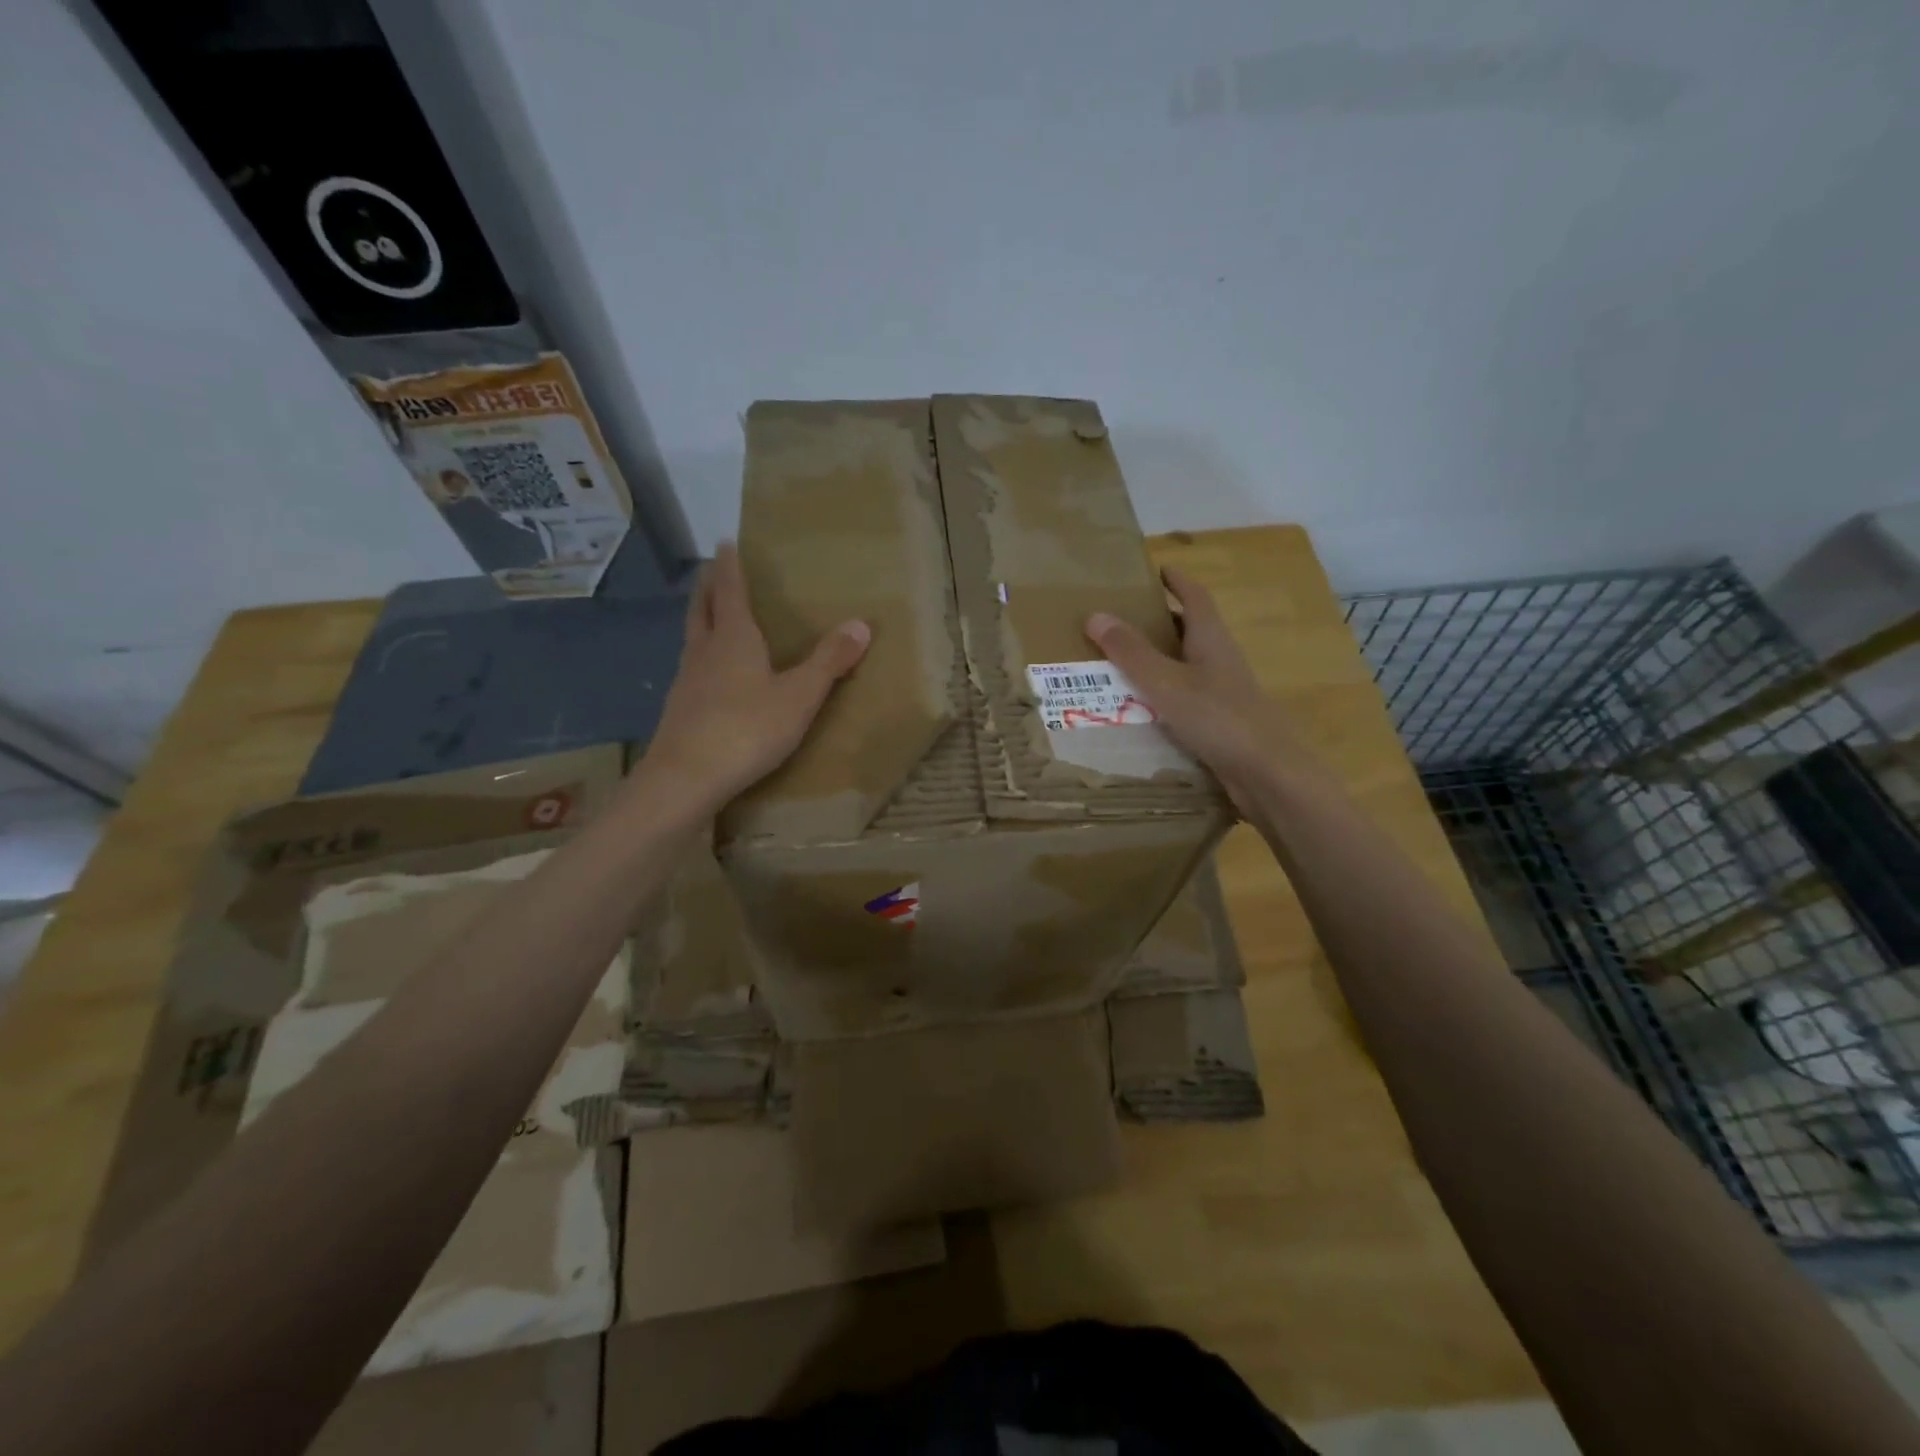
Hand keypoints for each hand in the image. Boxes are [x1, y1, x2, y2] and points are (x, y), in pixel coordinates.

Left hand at [642, 542, 869, 808]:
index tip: (724, 543)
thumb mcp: (799, 697)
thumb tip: (861, 624)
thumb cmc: (747, 729)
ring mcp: (686, 681)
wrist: (685, 779)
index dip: (730, 566)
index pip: (730, 591)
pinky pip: (691, 669)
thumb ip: (829, 662)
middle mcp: (705, 652)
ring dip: (700, 621)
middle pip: (702, 609)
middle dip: (709, 587)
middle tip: (712, 572)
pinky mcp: (679, 710)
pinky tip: (708, 675)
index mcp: (734, 639)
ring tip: (710, 617)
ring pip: (692, 639)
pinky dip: (700, 656)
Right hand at [1085, 565, 1308, 810]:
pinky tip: (1140, 708)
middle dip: (1160, 620)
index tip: (1156, 569)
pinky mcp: (1220, 722)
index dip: (1176, 580)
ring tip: (1120, 663)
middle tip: (1122, 619)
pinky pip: (1185, 697)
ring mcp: (1223, 692)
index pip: (1194, 597)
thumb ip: (1131, 652)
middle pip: (1190, 629)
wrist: (1267, 774)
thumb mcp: (1165, 683)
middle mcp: (1220, 660)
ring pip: (1186, 665)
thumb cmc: (1218, 718)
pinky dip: (1162, 694)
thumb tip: (1095, 615)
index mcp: (1211, 640)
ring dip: (1159, 659)